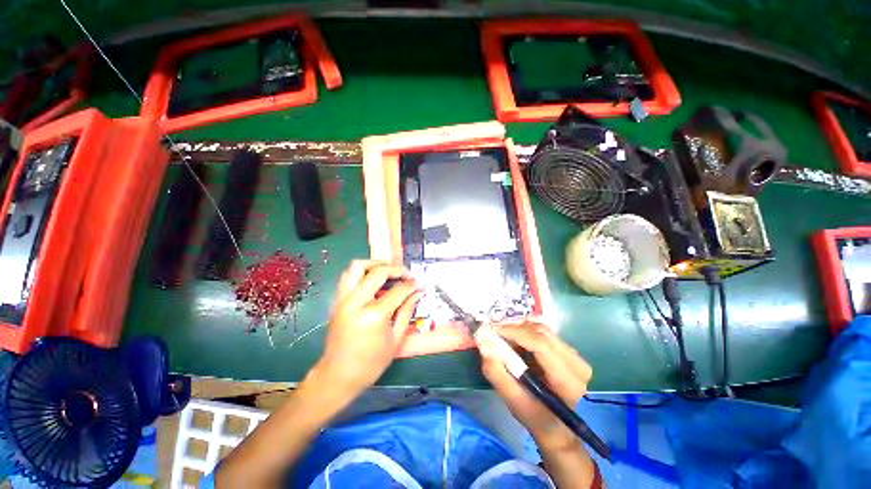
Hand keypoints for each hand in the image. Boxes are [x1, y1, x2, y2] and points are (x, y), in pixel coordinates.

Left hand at [315, 260, 421, 393]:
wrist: (337, 375)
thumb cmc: (370, 363)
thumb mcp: (395, 339)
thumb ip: (407, 311)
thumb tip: (417, 293)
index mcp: (373, 315)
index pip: (398, 290)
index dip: (411, 285)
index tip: (419, 284)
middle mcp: (356, 302)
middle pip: (378, 272)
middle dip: (396, 269)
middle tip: (407, 274)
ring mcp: (343, 299)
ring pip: (358, 266)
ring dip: (376, 264)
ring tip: (389, 271)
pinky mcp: (337, 300)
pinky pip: (349, 276)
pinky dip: (363, 272)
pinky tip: (373, 279)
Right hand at [477, 323, 592, 450]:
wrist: (555, 425)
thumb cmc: (534, 415)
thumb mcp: (511, 399)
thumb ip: (496, 371)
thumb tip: (483, 341)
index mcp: (567, 382)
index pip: (541, 345)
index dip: (515, 333)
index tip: (492, 330)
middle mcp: (577, 364)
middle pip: (541, 333)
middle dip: (514, 329)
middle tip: (493, 332)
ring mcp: (576, 356)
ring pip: (542, 329)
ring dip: (519, 329)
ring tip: (503, 337)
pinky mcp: (570, 350)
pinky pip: (544, 332)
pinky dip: (525, 331)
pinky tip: (515, 340)